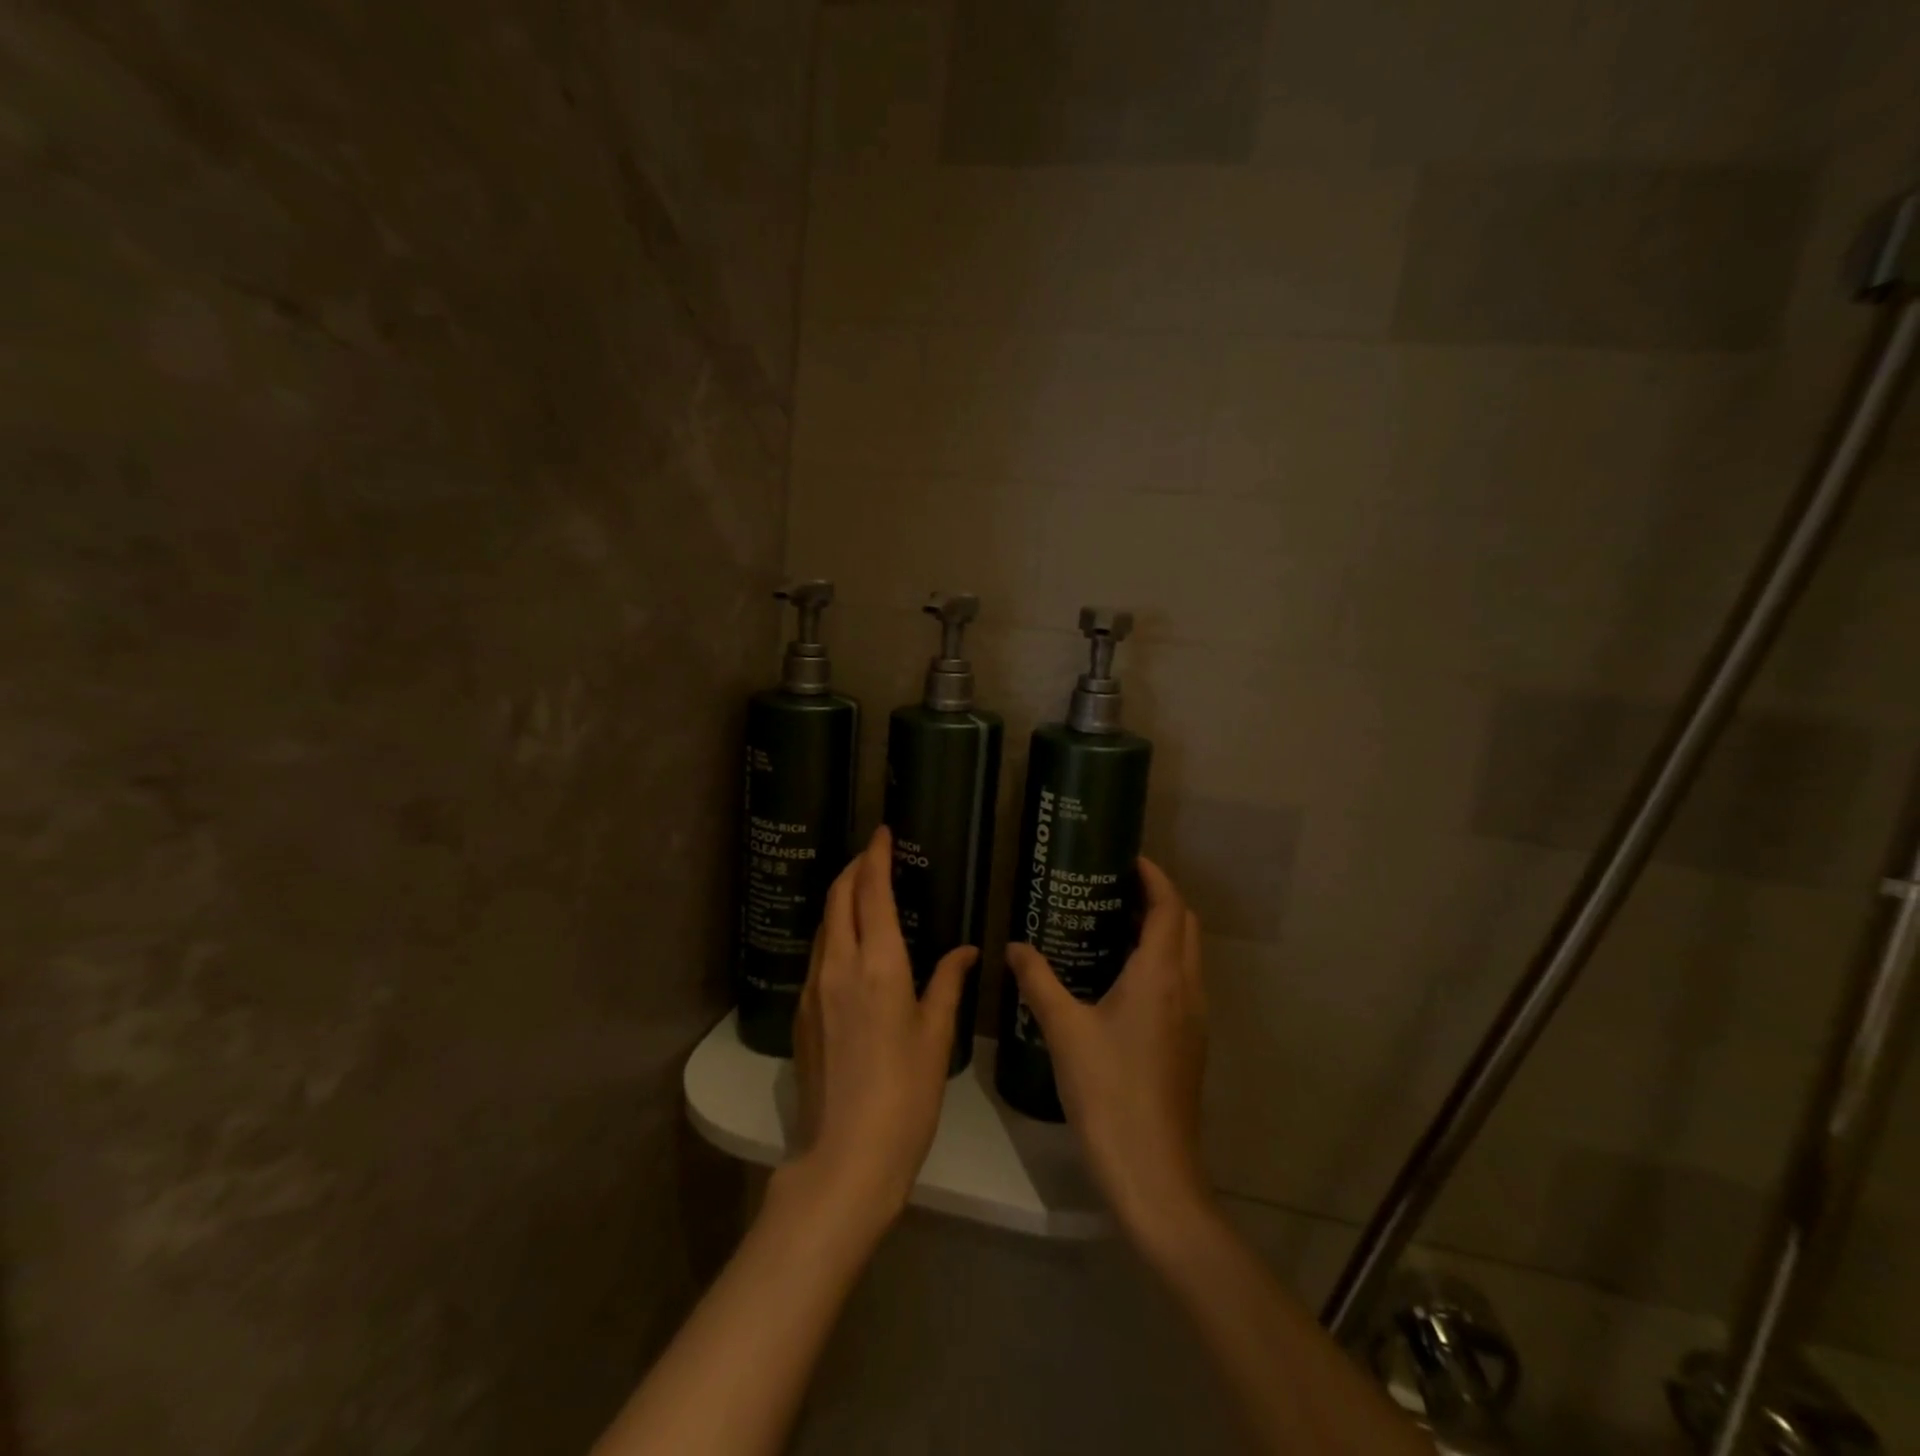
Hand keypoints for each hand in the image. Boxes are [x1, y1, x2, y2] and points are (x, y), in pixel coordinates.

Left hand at [789, 826, 976, 1232]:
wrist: (846, 1156)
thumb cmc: (906, 1094)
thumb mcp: (936, 1035)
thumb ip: (948, 983)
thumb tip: (964, 950)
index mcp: (878, 965)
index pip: (871, 891)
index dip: (876, 856)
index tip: (882, 832)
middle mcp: (839, 965)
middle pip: (838, 897)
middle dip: (854, 868)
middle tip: (874, 854)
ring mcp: (814, 988)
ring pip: (824, 924)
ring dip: (841, 897)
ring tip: (863, 890)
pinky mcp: (803, 1012)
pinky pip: (818, 953)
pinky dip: (833, 930)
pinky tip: (850, 943)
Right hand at [1005, 857, 1209, 1247]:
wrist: (1152, 1171)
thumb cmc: (1108, 1091)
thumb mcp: (1064, 1030)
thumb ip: (1038, 981)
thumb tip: (1014, 946)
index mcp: (1161, 975)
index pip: (1168, 906)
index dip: (1153, 876)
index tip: (1125, 858)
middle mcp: (1187, 988)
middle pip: (1183, 925)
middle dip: (1156, 899)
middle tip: (1112, 888)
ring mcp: (1194, 1019)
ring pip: (1186, 955)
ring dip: (1160, 931)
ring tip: (1111, 925)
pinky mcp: (1189, 1044)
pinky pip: (1181, 983)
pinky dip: (1159, 963)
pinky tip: (1119, 980)